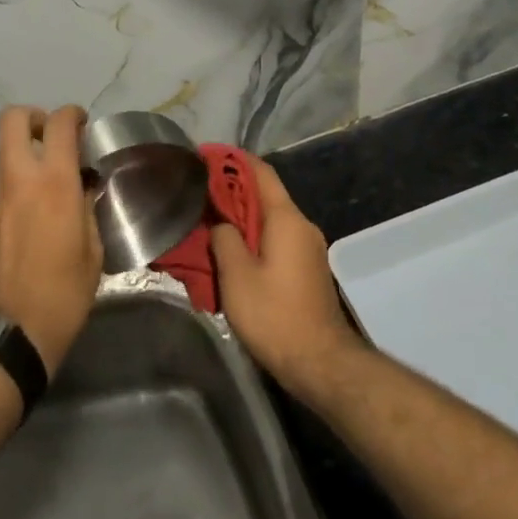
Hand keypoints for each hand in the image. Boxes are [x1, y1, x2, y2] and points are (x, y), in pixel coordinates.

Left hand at [0, 104, 101, 376]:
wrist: (3, 340)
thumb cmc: (62, 296)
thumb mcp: (93, 252)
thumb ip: (87, 208)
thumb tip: (83, 186)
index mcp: (54, 183)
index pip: (59, 123)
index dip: (72, 114)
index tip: (81, 125)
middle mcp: (16, 181)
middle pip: (12, 120)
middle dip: (33, 118)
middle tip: (50, 139)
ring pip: (1, 158)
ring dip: (21, 160)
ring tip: (40, 192)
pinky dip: (10, 196)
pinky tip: (22, 228)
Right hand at [209, 157, 362, 399]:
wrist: (319, 362)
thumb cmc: (275, 315)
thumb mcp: (237, 277)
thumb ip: (225, 239)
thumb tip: (221, 224)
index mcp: (287, 219)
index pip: (261, 173)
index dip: (234, 160)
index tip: (206, 156)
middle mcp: (302, 225)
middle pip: (265, 196)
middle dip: (232, 192)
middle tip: (198, 195)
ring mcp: (307, 248)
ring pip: (269, 221)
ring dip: (241, 220)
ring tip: (208, 225)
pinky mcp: (306, 269)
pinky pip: (276, 241)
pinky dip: (253, 240)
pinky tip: (231, 254)